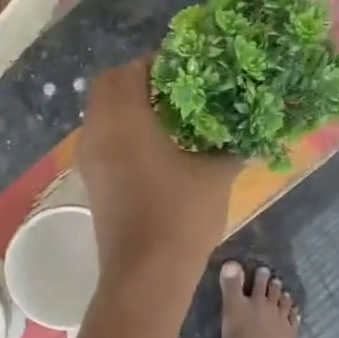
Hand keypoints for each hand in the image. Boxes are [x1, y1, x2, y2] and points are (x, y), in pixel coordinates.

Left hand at [79, 58, 239, 290]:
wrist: (145, 275)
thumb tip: (249, 131)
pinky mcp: (92, 180)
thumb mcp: (216, 175)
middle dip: (139, 79)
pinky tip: (155, 146)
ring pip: (102, 112)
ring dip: (128, 105)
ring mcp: (89, 158)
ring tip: (169, 115)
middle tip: (177, 88)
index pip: (132, 69)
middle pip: (109, 85)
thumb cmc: (180, 217)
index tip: (188, 67)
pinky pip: (102, 137)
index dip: (159, 62)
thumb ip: (231, 146)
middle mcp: (98, 131)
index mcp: (124, 119)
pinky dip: (121, 129)